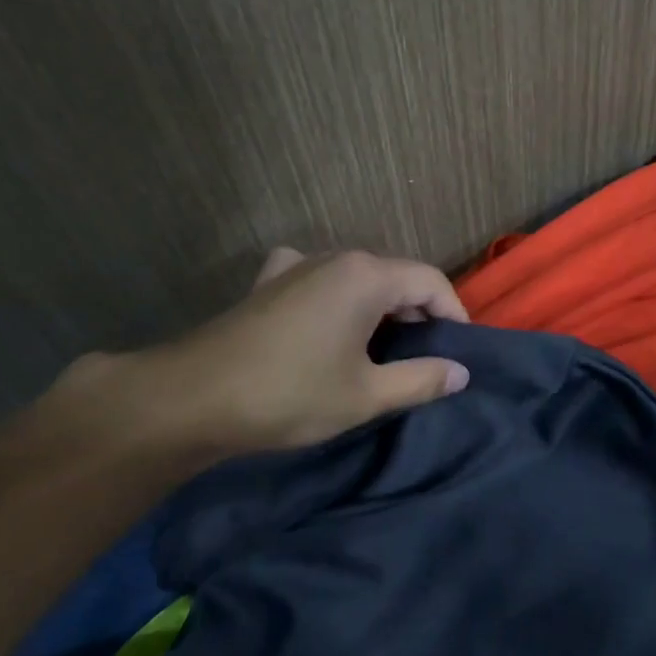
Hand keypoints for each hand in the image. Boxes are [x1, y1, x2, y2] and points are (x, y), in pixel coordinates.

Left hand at [51, 248, 471, 467]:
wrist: (193, 397)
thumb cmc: (290, 394)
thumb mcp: (366, 394)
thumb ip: (421, 379)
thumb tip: (461, 372)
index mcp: (366, 276)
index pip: (430, 281)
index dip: (454, 313)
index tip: (460, 351)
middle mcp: (334, 258)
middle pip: (395, 276)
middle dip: (418, 314)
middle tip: (426, 358)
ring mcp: (295, 265)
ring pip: (357, 279)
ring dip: (379, 309)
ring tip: (384, 350)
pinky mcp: (267, 283)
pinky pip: (317, 280)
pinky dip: (335, 298)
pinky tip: (327, 322)